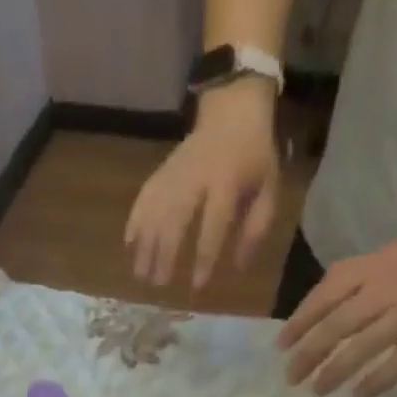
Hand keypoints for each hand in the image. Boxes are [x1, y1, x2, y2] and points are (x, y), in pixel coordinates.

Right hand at [125, 84, 281, 290]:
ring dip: (145, 245)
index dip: (204, 257)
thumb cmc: (254, 158)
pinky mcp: (162, 171)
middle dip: (165, 254)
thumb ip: (256, 228)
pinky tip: (127, 244)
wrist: (233, 110)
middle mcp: (196, 178)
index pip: (213, 225)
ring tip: (140, 274)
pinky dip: (134, 220)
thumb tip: (240, 267)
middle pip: (176, 220)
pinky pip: (144, 197)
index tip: (197, 286)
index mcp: (227, 183)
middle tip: (159, 285)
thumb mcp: (268, 190)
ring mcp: (175, 173)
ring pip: (155, 211)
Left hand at [278, 226, 396, 396]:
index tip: (282, 345)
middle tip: (290, 377)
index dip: (300, 322)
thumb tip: (323, 306)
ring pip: (360, 349)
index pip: (325, 294)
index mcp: (376, 266)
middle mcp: (387, 290)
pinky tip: (358, 396)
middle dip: (308, 355)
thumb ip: (360, 276)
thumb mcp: (394, 253)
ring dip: (334, 373)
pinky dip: (374, 383)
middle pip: (336, 327)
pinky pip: (396, 366)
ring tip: (318, 390)